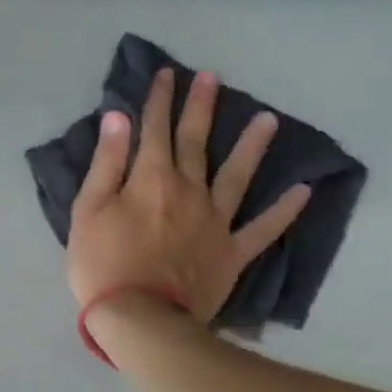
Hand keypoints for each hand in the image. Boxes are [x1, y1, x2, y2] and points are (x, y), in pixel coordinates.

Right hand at [67, 68, 310, 322]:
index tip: (166, 74)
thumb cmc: (102, 264)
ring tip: (268, 120)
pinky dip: (284, 210)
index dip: (158, 100)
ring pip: (237, 175)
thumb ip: (106, 164)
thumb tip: (119, 118)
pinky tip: (303, 191)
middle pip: (194, 142)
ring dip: (251, 146)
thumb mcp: (88, 211)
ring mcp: (215, 221)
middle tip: (211, 77)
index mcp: (149, 179)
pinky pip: (263, 228)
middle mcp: (188, 190)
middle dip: (200, 107)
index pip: (153, 130)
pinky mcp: (231, 252)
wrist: (141, 317)